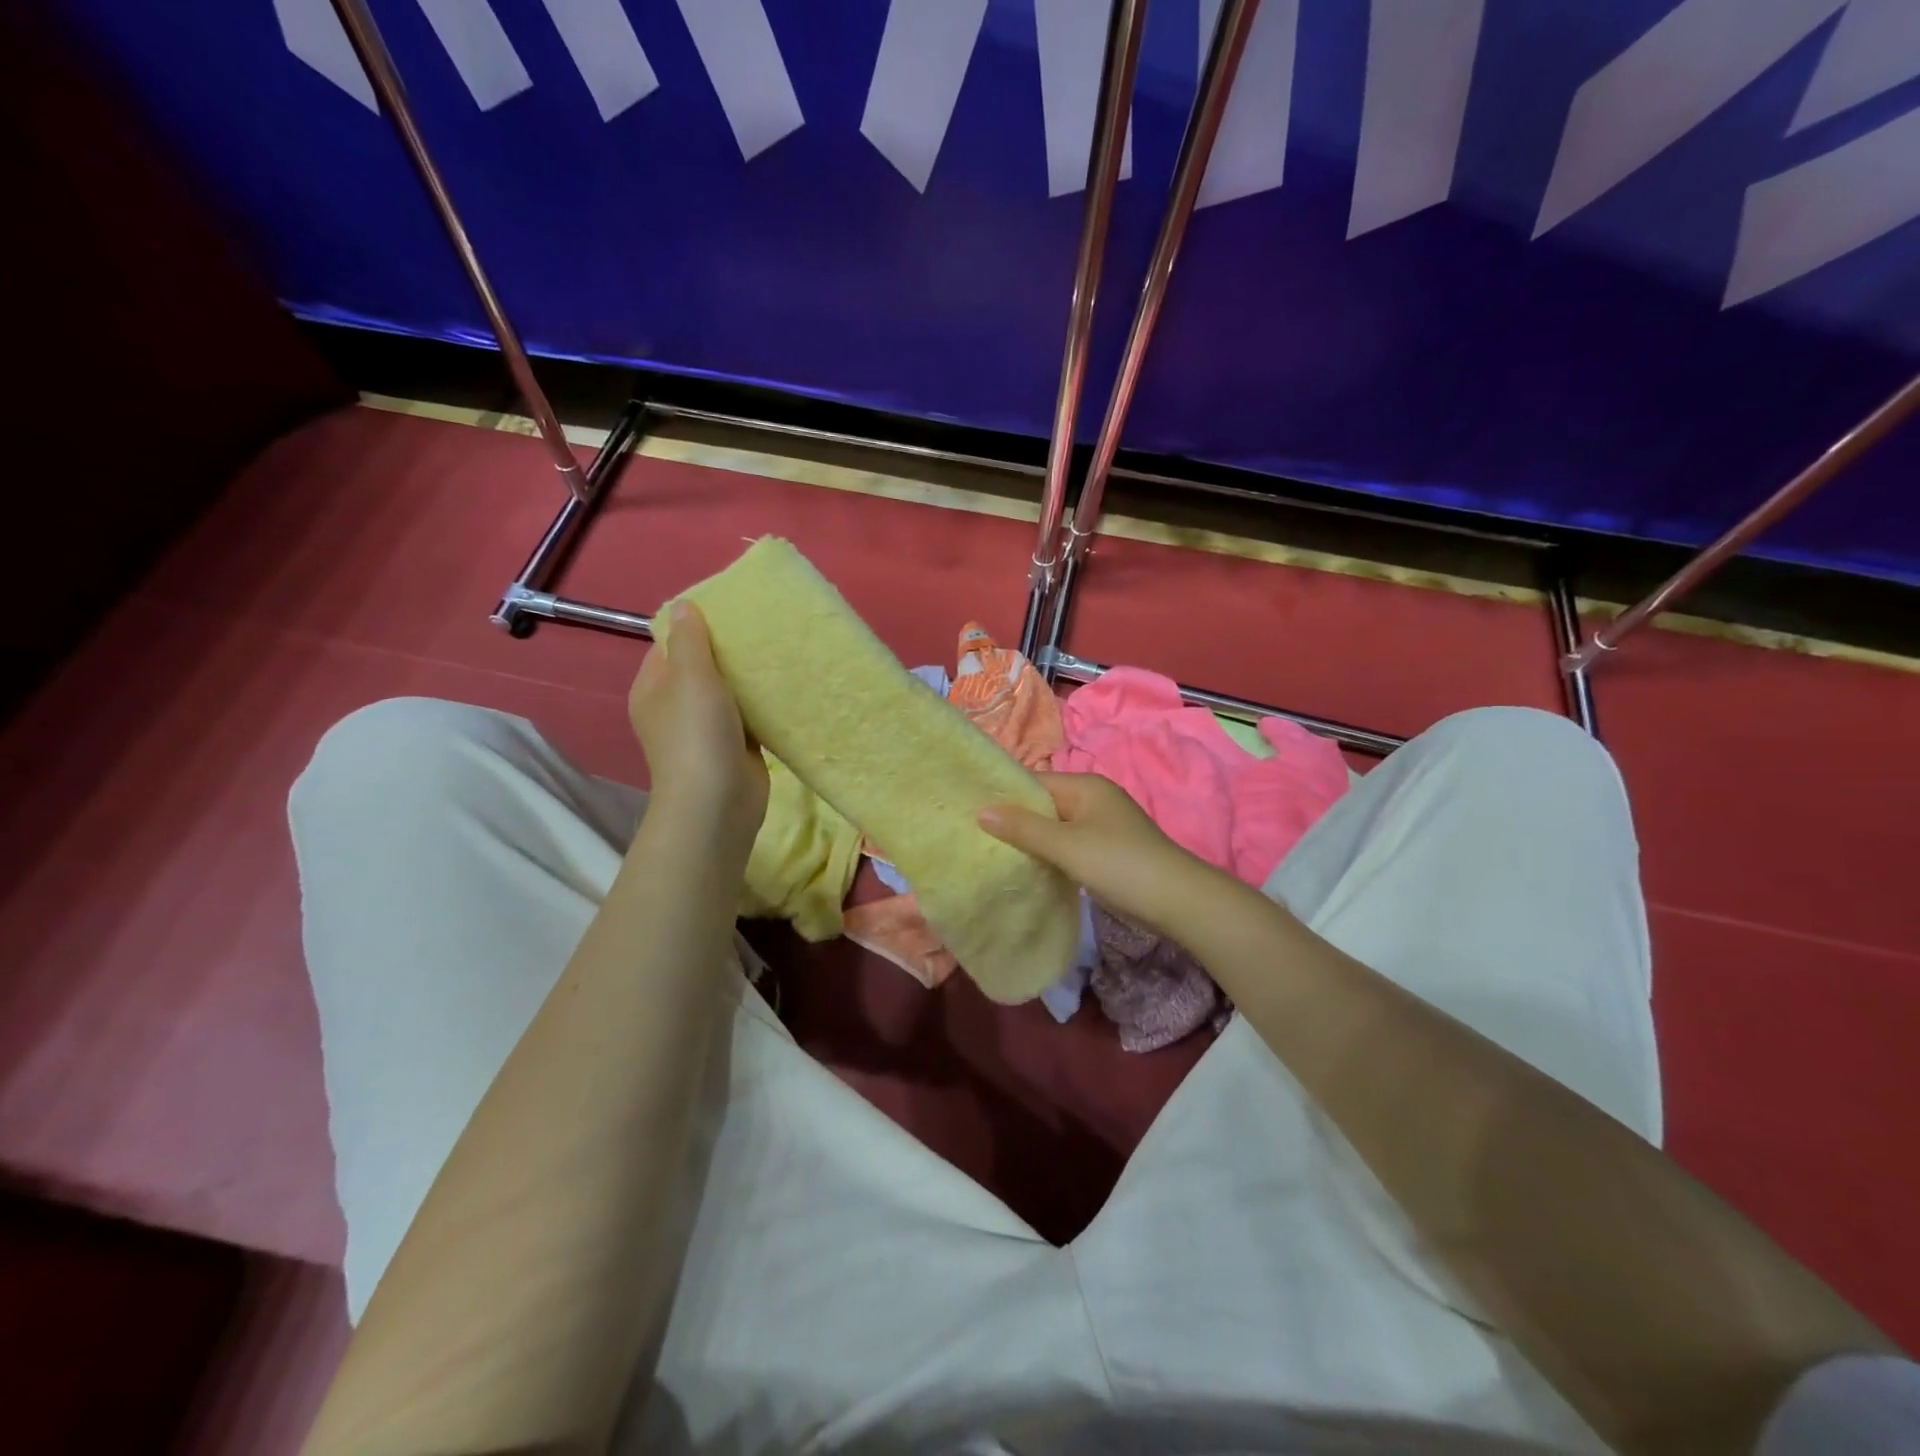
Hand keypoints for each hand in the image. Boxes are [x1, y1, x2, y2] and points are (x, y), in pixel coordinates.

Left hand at [629, 601, 768, 847]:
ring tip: (779, 650)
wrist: (717, 802)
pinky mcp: (735, 746)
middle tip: (762, 628)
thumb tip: (684, 605)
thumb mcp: (690, 676)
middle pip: (701, 667)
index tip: (730, 610)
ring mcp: (705, 730)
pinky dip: (763, 704)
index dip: (695, 626)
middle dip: (728, 650)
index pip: (669, 645)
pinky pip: (749, 716)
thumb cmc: (697, 734)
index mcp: (653, 688)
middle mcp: (675, 707)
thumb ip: (690, 640)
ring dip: (748, 677)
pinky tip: (785, 686)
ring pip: (728, 692)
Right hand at [979, 772, 1218, 937]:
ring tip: (995, 853)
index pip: (1034, 782)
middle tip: (977, 836)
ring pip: (1057, 827)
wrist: (1176, 900)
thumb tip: (981, 811)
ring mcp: (1103, 825)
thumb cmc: (1118, 863)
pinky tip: (1031, 868)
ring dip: (1033, 840)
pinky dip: (1051, 854)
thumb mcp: (1066, 844)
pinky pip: (1070, 845)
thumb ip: (1023, 827)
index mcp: (1086, 786)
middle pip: (1045, 804)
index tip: (971, 811)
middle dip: (1016, 819)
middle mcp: (1094, 799)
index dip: (1004, 795)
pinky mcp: (1109, 851)